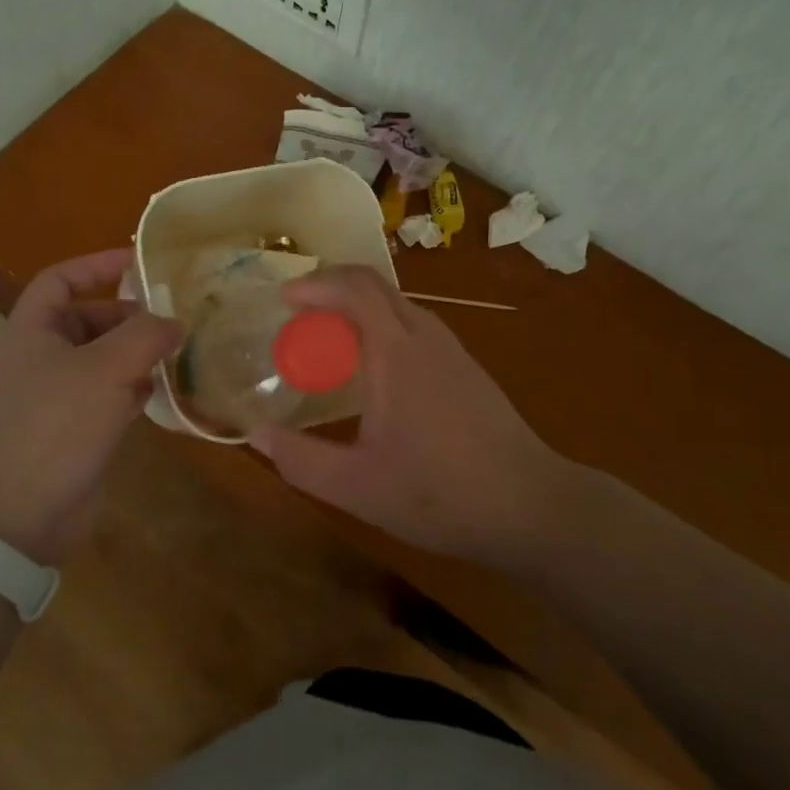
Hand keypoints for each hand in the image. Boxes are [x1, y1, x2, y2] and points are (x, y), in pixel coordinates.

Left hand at [0, 249, 181, 563]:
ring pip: (101, 358)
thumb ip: (146, 335)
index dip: (96, 265)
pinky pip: (106, 393)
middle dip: (129, 316)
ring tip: (177, 351)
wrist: (22, 516)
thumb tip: (174, 322)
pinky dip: (132, 387)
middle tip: (171, 318)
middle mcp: (40, 357)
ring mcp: (55, 395)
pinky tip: (161, 391)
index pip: (60, 279)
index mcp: (32, 331)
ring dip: (135, 353)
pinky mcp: (72, 428)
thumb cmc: (58, 425)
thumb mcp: (107, 368)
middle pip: (87, 319)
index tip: (139, 262)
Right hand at [249, 266, 574, 564]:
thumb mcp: (357, 486)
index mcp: (397, 351)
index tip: (284, 300)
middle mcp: (425, 336)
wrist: (532, 506)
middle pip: (374, 287)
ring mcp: (451, 349)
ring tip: (329, 345)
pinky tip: (374, 374)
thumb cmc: (441, 493)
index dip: (316, 283)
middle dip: (331, 291)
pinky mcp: (466, 367)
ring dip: (357, 310)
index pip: (355, 287)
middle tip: (299, 321)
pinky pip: (413, 326)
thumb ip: (301, 460)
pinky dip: (381, 329)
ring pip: (397, 306)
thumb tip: (257, 434)